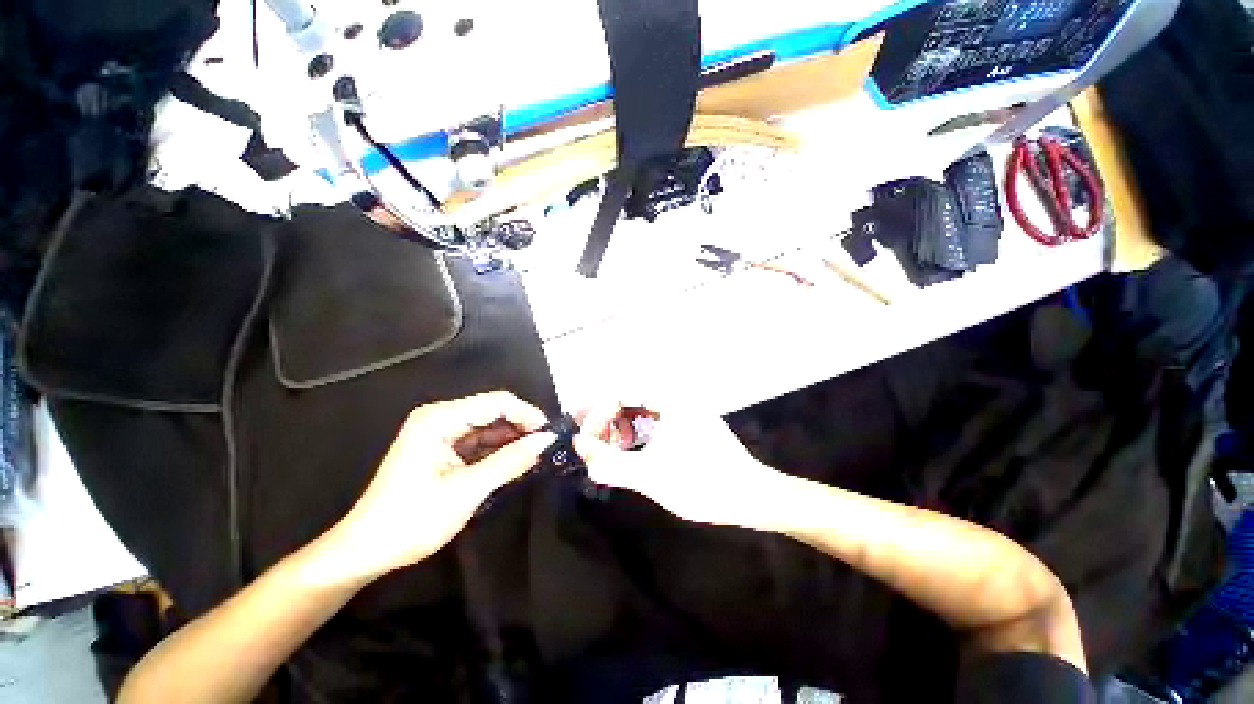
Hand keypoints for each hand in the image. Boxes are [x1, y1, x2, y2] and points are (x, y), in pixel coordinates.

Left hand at [320, 391, 554, 582]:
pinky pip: (480, 442)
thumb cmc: (412, 520)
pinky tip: (517, 462)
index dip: (527, 414)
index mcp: (439, 419)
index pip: (496, 402)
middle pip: (494, 411)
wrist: (365, 552)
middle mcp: (441, 418)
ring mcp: (441, 433)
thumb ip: (511, 461)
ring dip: (513, 440)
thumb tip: (547, 440)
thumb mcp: (467, 490)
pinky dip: (500, 451)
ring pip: (490, 427)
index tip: (550, 434)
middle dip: (522, 427)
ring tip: (538, 455)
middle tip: (548, 447)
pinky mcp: (444, 450)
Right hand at [574, 403, 788, 528]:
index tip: (588, 439)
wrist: (753, 497)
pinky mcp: (693, 427)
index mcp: (669, 400)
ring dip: (625, 428)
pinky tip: (639, 453)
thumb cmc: (701, 483)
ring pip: (644, 412)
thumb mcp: (650, 476)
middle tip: (598, 446)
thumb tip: (579, 446)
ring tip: (617, 450)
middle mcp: (678, 399)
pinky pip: (658, 422)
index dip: (598, 415)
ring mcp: (687, 413)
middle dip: (610, 422)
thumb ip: (610, 462)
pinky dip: (642, 435)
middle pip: (631, 400)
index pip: (621, 394)